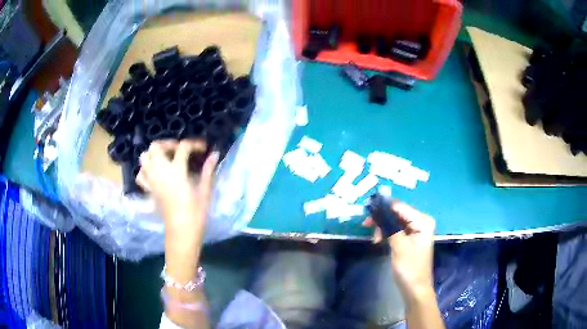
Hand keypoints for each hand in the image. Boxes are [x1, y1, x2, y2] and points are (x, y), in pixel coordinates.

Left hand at [137, 139, 218, 278]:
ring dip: (154, 153)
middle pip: (156, 147)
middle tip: (179, 149)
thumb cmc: (196, 214)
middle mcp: (160, 172)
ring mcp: (152, 181)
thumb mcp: (205, 191)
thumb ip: (208, 171)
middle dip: (168, 143)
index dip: (194, 144)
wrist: (181, 233)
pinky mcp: (149, 190)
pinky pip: (141, 174)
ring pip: (144, 157)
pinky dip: (146, 169)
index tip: (203, 148)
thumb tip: (215, 154)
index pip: (183, 147)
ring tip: (165, 158)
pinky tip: (155, 173)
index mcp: (176, 172)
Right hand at [366, 202, 435, 301]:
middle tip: (366, 225)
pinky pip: (396, 229)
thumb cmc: (409, 268)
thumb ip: (390, 226)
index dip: (383, 207)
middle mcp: (421, 222)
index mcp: (423, 221)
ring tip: (374, 238)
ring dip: (383, 227)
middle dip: (382, 218)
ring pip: (395, 221)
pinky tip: (379, 240)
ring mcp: (416, 230)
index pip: (400, 207)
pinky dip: (387, 233)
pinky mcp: (410, 238)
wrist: (414, 288)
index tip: (366, 211)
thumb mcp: (399, 246)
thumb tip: (378, 209)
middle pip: (398, 213)